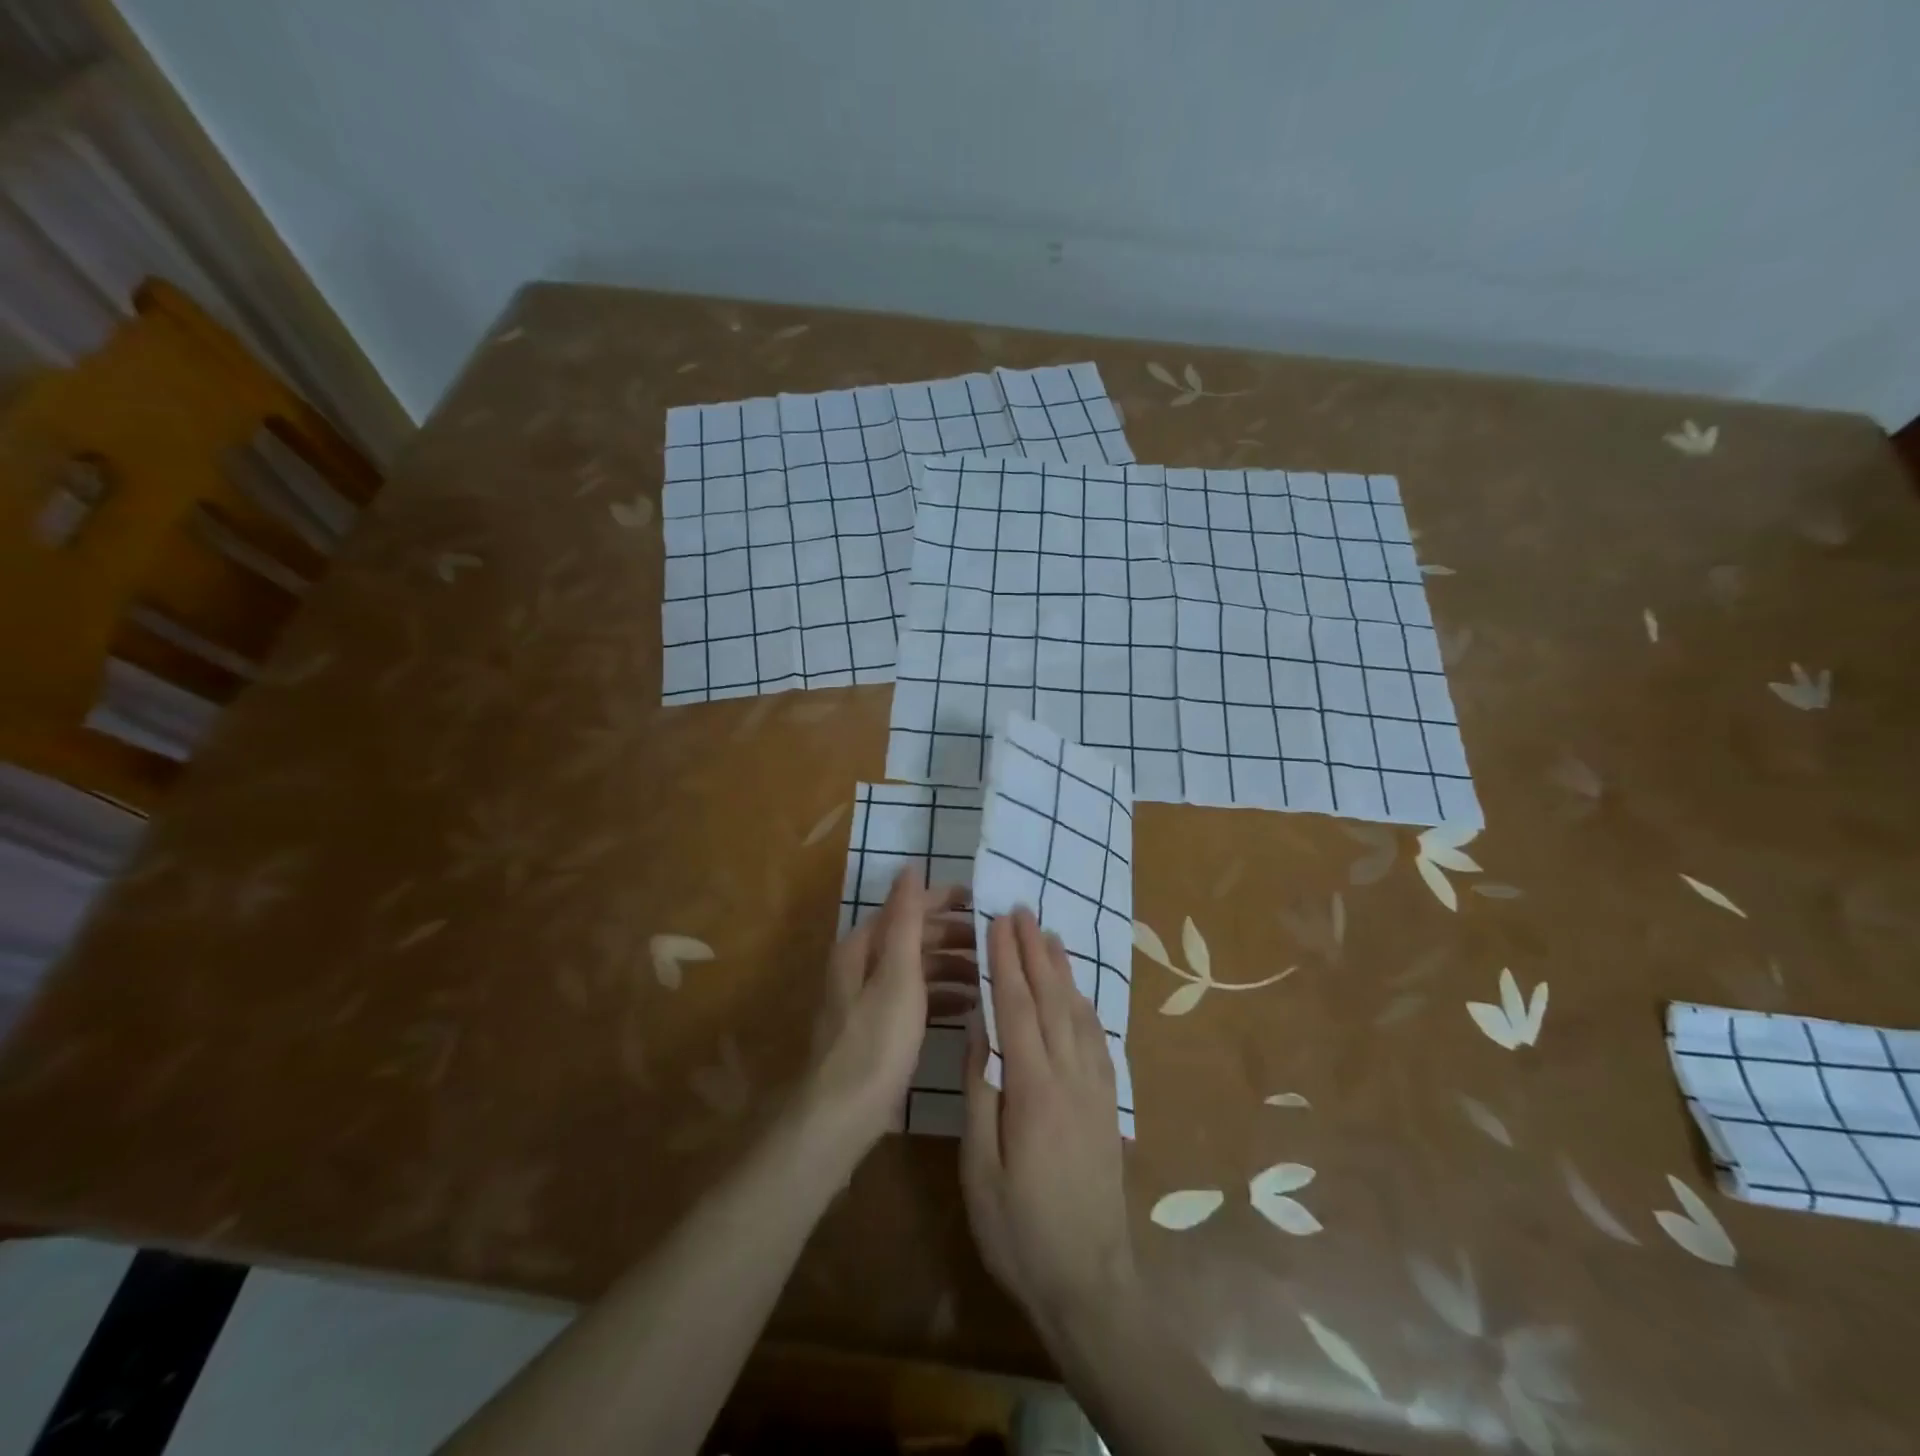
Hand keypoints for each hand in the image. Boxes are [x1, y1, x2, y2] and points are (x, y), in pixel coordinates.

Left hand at [802, 868, 973, 1151]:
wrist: (842, 1116)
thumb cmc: (876, 1040)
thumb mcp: (897, 974)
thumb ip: (906, 919)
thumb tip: (910, 867)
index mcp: (863, 947)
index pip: (908, 908)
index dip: (943, 900)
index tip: (983, 902)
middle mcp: (863, 966)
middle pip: (914, 938)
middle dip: (953, 937)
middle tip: (994, 944)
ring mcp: (871, 1000)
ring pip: (917, 970)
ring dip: (951, 968)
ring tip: (988, 977)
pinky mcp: (880, 1029)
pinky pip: (916, 999)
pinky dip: (941, 997)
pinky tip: (968, 1007)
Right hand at [961, 908, 1135, 1332]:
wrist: (1089, 1281)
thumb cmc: (1019, 1229)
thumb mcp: (980, 1166)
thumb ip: (980, 1090)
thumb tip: (979, 1027)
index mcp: (1034, 1088)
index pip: (1018, 1007)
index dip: (1007, 960)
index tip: (998, 920)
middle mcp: (1071, 1076)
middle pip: (1051, 998)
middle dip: (1034, 950)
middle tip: (1022, 910)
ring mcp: (1095, 1087)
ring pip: (1078, 1012)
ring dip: (1062, 969)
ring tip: (1049, 935)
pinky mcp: (1108, 1103)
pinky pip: (1097, 1038)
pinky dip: (1084, 1004)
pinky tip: (1078, 992)